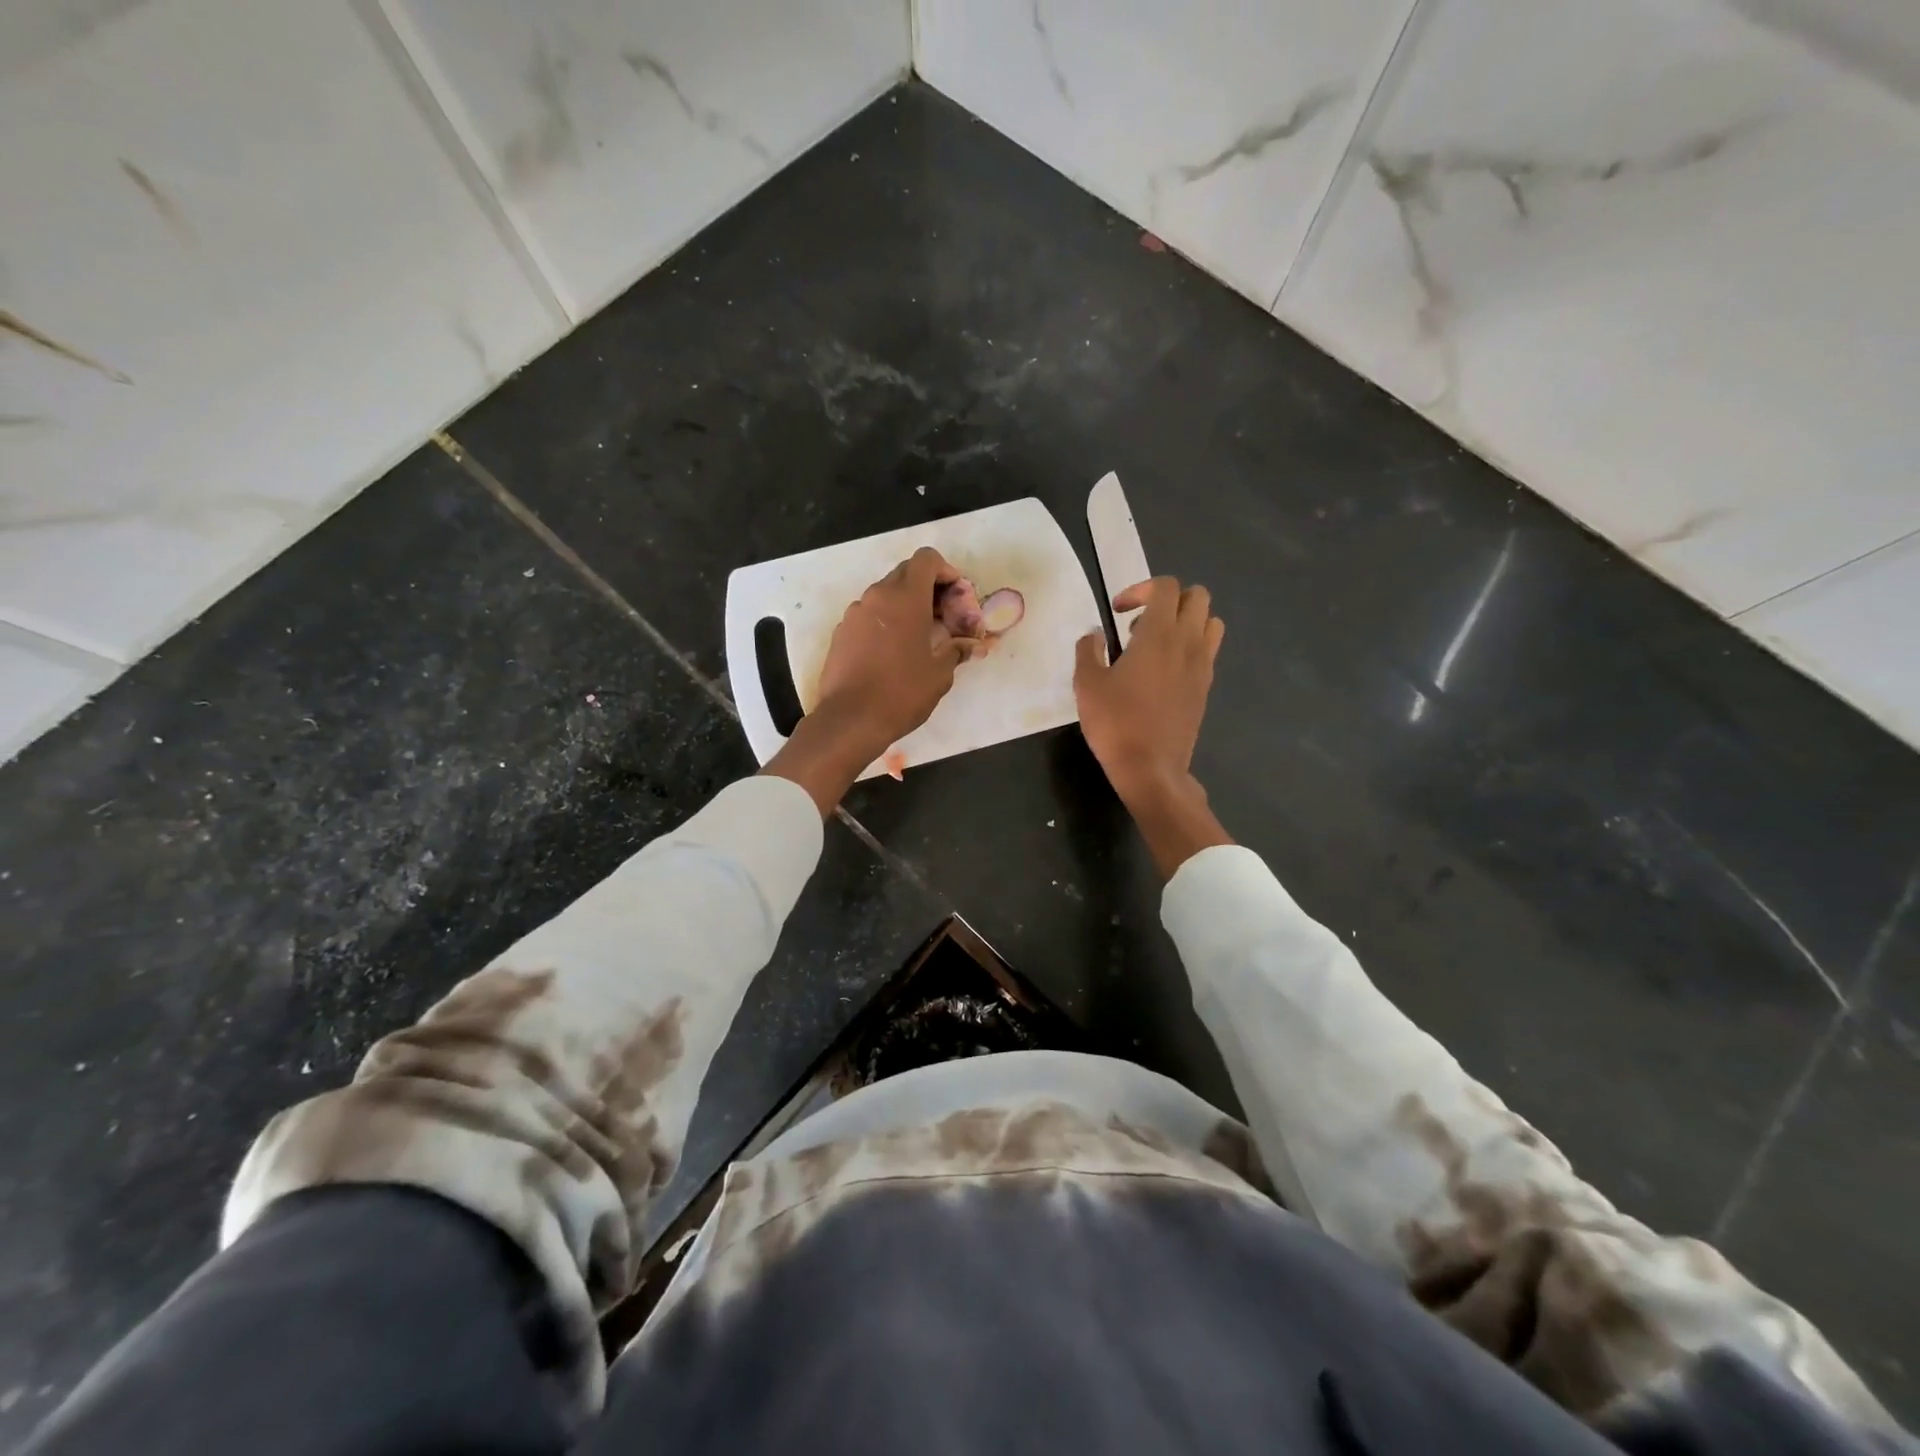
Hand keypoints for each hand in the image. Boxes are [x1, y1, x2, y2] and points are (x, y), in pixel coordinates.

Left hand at [764, 548, 968, 813]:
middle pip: (906, 573)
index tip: (955, 597)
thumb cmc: (902, 693)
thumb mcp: (940, 674)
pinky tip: (893, 652)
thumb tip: (970, 646)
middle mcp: (877, 596)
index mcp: (905, 598)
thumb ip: (957, 651)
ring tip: (920, 637)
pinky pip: (869, 615)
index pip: (927, 559)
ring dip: (905, 606)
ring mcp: (855, 613)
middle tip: (943, 618)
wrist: (850, 720)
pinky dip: (886, 622)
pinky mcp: (841, 632)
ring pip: (885, 595)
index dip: (945, 571)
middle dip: (928, 588)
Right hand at [1075, 577, 1232, 875]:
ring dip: (1186, 622)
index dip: (1141, 589)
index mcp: (1159, 634)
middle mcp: (1188, 642)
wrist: (1151, 768)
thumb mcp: (1087, 684)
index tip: (1118, 612)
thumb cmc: (1115, 723)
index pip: (1166, 587)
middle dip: (1168, 600)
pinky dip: (1190, 648)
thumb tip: (1095, 636)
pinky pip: (1208, 651)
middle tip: (1139, 626)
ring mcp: (1202, 665)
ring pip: (1210, 622)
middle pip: (1197, 597)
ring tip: (1156, 645)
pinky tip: (1163, 673)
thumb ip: (1089, 651)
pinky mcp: (1205, 687)